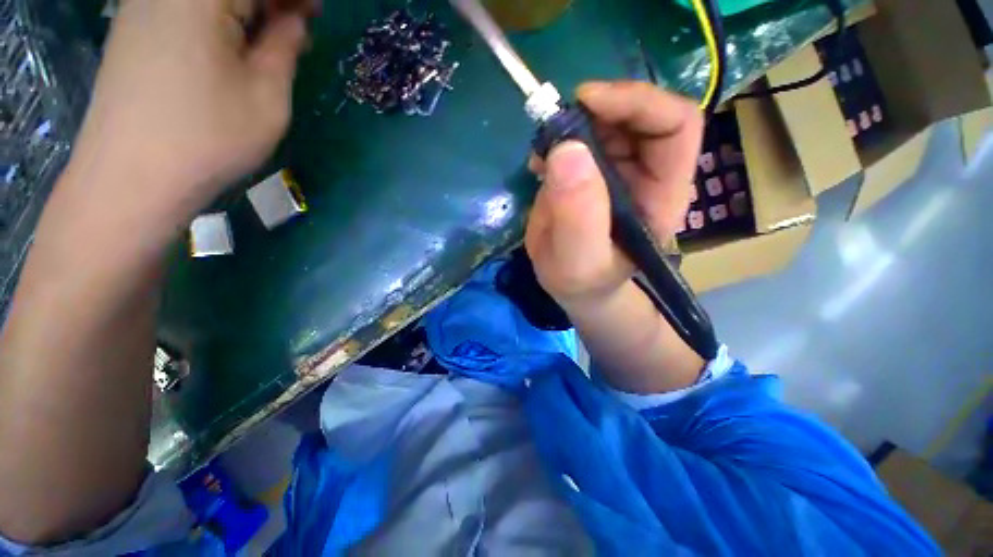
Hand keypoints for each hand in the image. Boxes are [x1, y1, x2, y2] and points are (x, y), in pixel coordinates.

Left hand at [69, 0, 314, 216]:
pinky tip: (234, 46)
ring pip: (208, 0)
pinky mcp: (134, 30)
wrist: (130, 178)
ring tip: (271, 43)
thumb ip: (285, 48)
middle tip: (299, 30)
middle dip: (271, 3)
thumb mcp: (267, 97)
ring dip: (246, 11)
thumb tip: (295, 20)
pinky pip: (186, 9)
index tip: (317, 13)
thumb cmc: (207, 138)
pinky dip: (218, 19)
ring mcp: (144, 7)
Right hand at [526, 82, 702, 308]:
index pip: (676, 125)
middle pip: (638, 114)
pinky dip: (556, 141)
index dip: (637, 102)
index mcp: (661, 194)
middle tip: (555, 125)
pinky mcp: (590, 173)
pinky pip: (578, 140)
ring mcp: (617, 171)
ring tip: (541, 151)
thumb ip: (577, 216)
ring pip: (605, 122)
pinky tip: (539, 162)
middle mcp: (646, 174)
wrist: (575, 287)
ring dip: (571, 125)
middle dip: (596, 109)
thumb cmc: (584, 282)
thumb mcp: (579, 261)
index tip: (587, 103)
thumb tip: (567, 150)